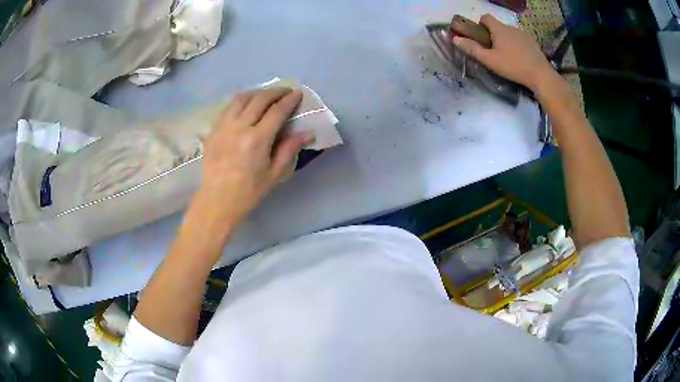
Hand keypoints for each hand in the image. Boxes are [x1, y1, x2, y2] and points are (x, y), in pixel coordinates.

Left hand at [187, 87, 311, 243]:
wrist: (217, 200)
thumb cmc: (248, 191)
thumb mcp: (274, 174)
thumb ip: (289, 149)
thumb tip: (307, 132)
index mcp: (257, 140)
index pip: (276, 111)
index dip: (289, 100)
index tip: (297, 94)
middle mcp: (239, 127)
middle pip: (259, 99)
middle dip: (275, 91)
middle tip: (285, 91)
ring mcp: (223, 126)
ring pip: (241, 98)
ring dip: (257, 92)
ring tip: (266, 94)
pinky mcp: (213, 129)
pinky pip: (228, 107)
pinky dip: (241, 100)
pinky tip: (246, 104)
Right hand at [452, 14, 554, 91]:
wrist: (541, 75)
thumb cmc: (513, 66)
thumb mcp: (490, 60)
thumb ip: (472, 49)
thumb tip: (455, 39)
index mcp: (499, 29)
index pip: (486, 17)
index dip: (480, 24)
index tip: (481, 37)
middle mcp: (511, 27)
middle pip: (497, 26)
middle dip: (493, 35)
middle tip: (493, 51)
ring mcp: (523, 34)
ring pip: (509, 33)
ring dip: (505, 40)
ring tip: (507, 57)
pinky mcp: (532, 43)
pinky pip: (520, 39)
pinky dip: (516, 45)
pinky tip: (519, 59)